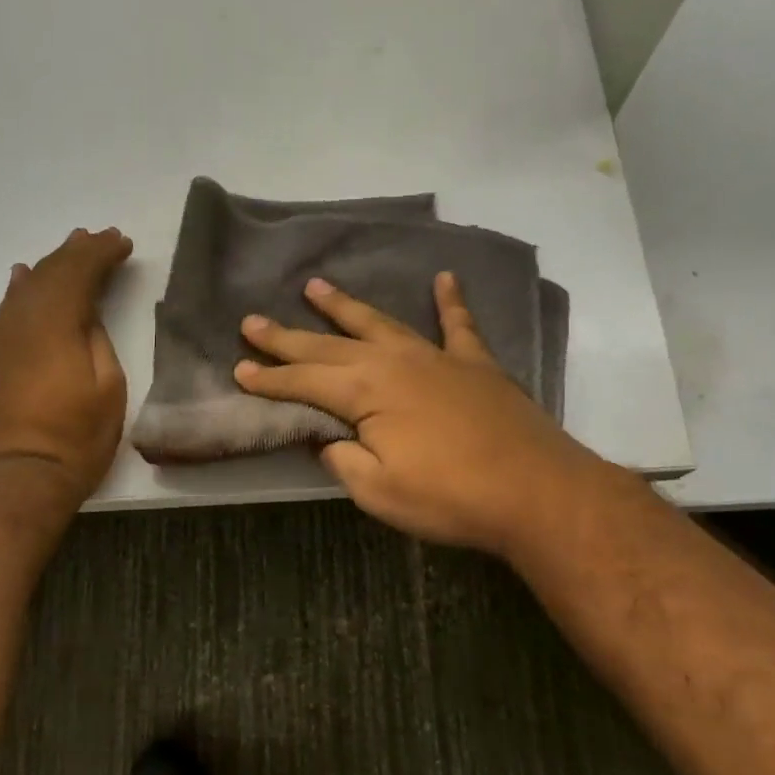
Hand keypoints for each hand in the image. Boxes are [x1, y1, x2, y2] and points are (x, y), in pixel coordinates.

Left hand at [0, 227, 132, 503]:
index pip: (78, 272)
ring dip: (50, 266)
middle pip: (49, 273)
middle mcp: (21, 321)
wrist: (17, 479)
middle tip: (100, 238)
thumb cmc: (76, 438)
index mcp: (55, 324)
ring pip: (25, 288)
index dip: (101, 253)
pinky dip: (21, 289)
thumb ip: (96, 340)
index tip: (123, 242)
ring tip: (70, 249)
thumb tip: (84, 315)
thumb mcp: (108, 388)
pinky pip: (7, 309)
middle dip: (76, 252)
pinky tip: (24, 278)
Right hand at [235, 273, 608, 557]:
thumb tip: (330, 440)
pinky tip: (445, 278)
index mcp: (366, 392)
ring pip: (381, 323)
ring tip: (315, 286)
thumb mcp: (378, 491)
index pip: (304, 381)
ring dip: (345, 306)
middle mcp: (394, 361)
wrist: (535, 491)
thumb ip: (344, 459)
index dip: (269, 378)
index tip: (239, 368)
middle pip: (330, 344)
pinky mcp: (475, 365)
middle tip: (252, 321)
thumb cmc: (449, 496)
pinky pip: (458, 325)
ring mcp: (437, 357)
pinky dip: (450, 301)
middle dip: (287, 336)